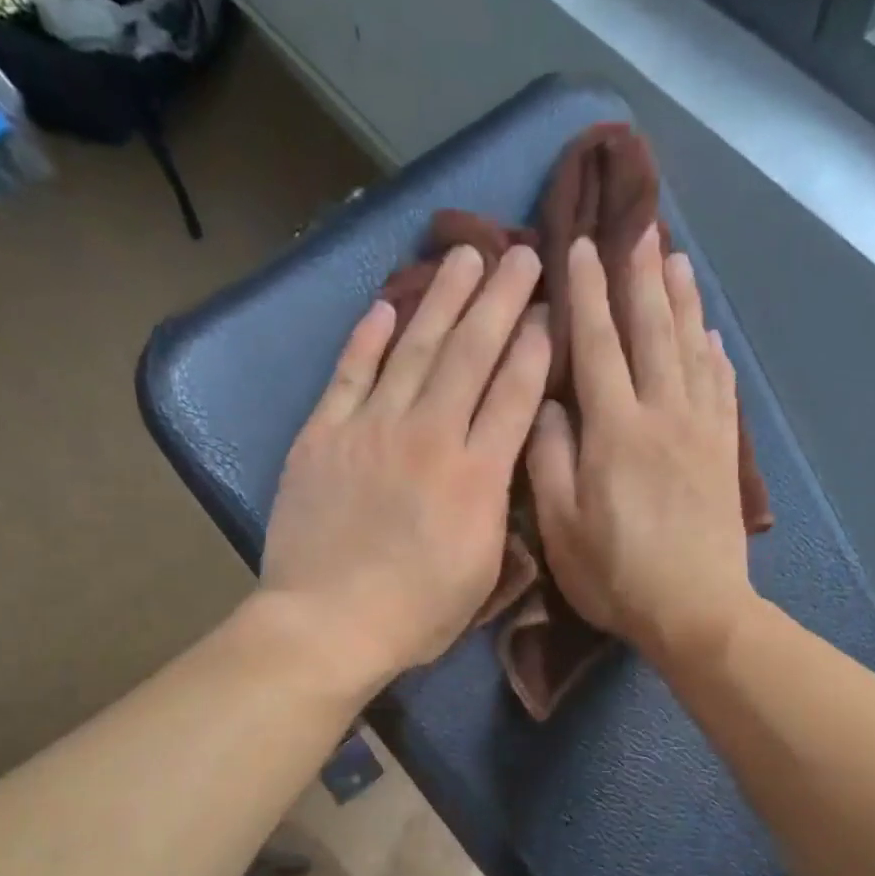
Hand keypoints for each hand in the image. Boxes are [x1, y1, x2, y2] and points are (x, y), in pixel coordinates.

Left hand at [259, 244, 550, 695]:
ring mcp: (373, 429)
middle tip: (520, 252)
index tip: (551, 308)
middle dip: (501, 299)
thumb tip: (505, 462)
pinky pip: (350, 373)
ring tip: (465, 254)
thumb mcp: (482, 573)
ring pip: (415, 348)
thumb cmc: (415, 615)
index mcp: (477, 476)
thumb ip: (498, 509)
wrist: (328, 623)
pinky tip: (386, 305)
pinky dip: (367, 337)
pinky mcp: (324, 435)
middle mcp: (431, 436)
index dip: (537, 346)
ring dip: (443, 298)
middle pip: (472, 353)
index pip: (516, 393)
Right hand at [529, 229, 754, 663]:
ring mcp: (701, 431)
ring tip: (676, 259)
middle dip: (640, 277)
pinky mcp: (724, 453)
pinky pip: (721, 387)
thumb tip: (548, 402)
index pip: (598, 345)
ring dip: (683, 301)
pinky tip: (711, 335)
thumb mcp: (561, 526)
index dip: (588, 294)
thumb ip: (548, 458)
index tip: (581, 247)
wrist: (697, 610)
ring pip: (692, 349)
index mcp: (615, 430)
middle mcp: (663, 414)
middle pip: (653, 331)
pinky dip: (714, 353)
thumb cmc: (616, 575)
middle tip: (638, 227)